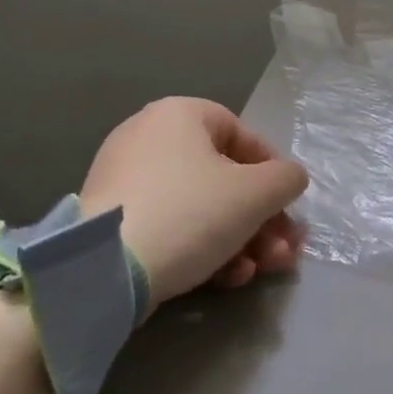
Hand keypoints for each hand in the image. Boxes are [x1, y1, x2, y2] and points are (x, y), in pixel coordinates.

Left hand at [77, 98, 308, 314]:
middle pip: (225, 179)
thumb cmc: (190, 213)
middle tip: (282, 251)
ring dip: (240, 240)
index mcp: (179, 115)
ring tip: (260, 271)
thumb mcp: (257, 193)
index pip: (244, 136)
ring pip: (202, 208)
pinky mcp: (113, 223)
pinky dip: (203, 249)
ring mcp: (125, 181)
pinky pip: (171, 227)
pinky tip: (226, 279)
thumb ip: (287, 179)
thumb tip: (288, 180)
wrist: (104, 273)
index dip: (274, 173)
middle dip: (261, 220)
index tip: (288, 206)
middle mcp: (148, 138)